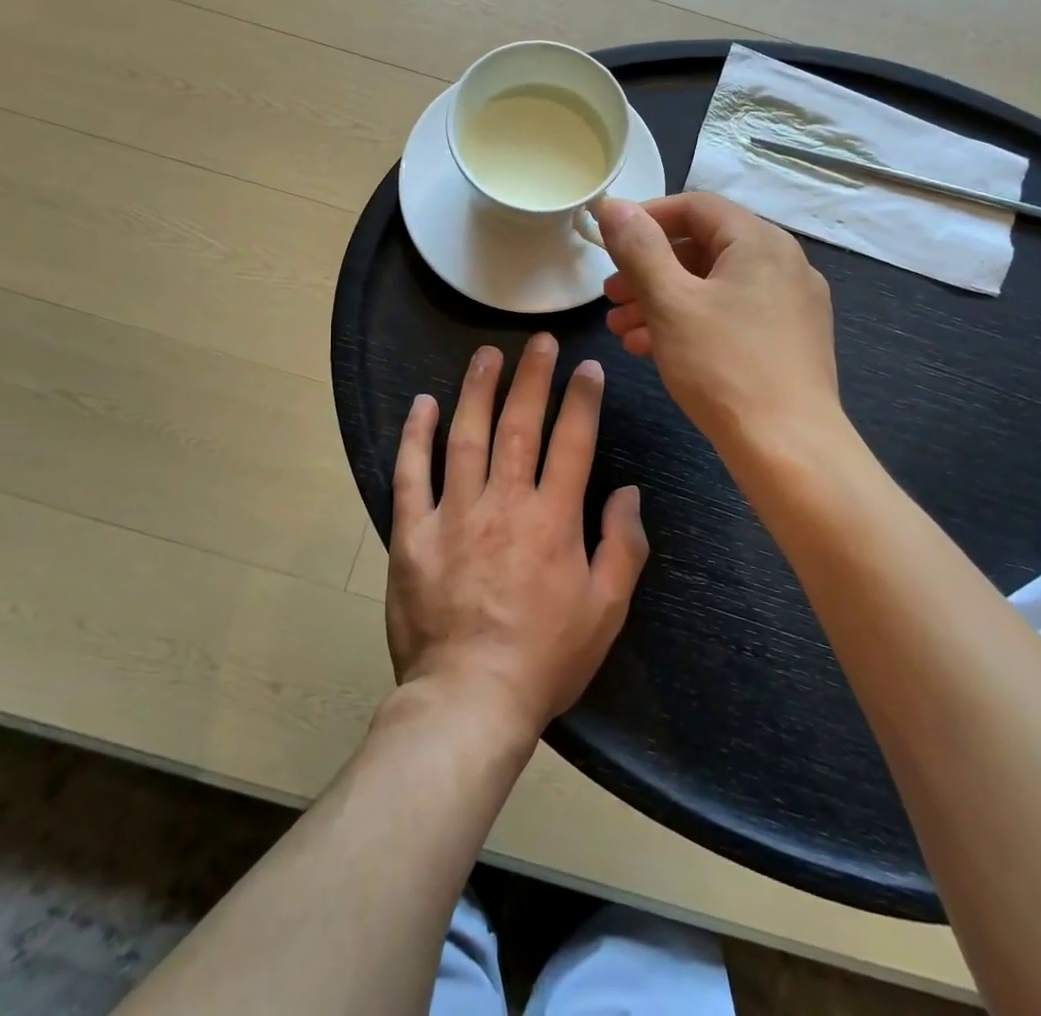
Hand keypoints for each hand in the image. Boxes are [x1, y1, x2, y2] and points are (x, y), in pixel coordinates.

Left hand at [387, 334, 648, 738]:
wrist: (470, 700)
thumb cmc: (546, 657)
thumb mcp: (606, 610)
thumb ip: (623, 545)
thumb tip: (629, 491)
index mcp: (554, 519)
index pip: (573, 442)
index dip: (582, 400)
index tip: (587, 368)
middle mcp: (504, 503)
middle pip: (519, 425)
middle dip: (532, 377)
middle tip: (539, 341)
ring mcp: (454, 514)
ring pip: (466, 436)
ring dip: (477, 390)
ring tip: (486, 354)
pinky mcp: (413, 533)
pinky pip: (411, 474)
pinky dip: (416, 436)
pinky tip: (422, 404)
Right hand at [597, 193, 839, 450]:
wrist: (789, 448)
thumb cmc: (723, 366)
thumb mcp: (670, 301)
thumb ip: (639, 248)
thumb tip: (614, 205)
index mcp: (759, 241)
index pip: (696, 207)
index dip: (647, 218)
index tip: (610, 243)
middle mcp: (783, 263)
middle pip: (704, 249)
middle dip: (649, 270)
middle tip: (610, 295)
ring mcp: (791, 304)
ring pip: (715, 288)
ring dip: (663, 301)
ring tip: (621, 329)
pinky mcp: (790, 341)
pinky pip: (732, 316)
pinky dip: (692, 324)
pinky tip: (652, 350)